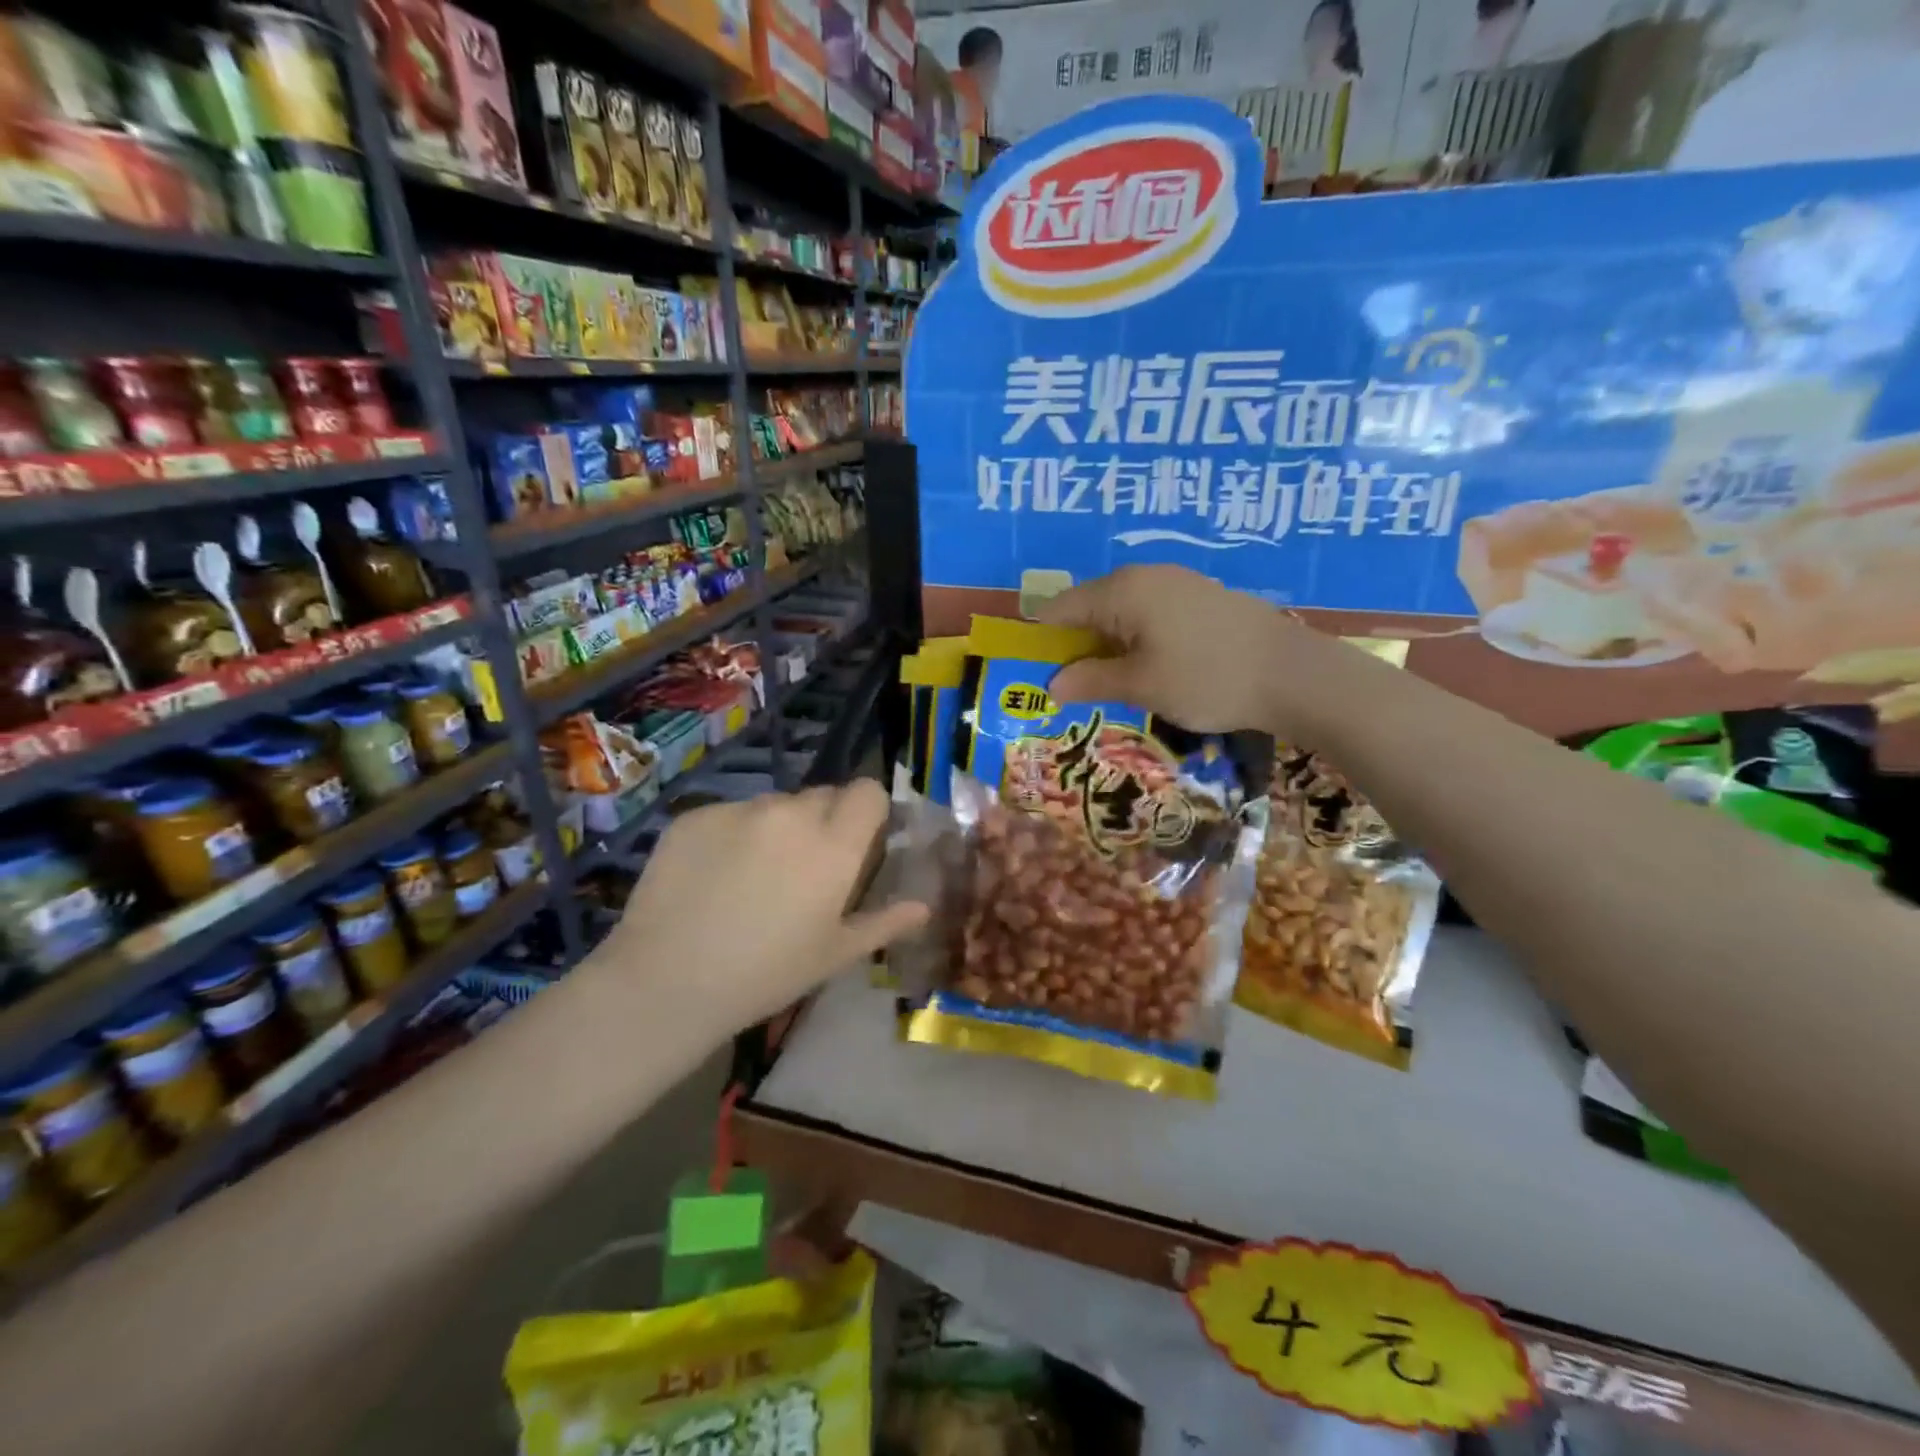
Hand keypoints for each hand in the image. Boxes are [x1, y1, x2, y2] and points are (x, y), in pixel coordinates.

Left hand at [603, 781, 928, 1037]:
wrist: (666, 981)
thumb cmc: (765, 974)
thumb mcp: (834, 955)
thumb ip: (885, 922)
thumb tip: (923, 906)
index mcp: (833, 845)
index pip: (867, 791)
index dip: (868, 810)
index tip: (858, 840)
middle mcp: (791, 814)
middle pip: (822, 796)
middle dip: (823, 822)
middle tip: (804, 869)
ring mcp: (739, 810)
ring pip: (774, 805)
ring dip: (777, 828)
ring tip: (752, 877)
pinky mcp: (695, 815)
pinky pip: (730, 814)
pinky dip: (732, 835)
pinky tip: (713, 878)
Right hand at [1040, 564, 1348, 735]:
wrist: (1295, 675)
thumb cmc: (1207, 678)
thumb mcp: (1141, 686)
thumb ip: (1091, 681)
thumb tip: (1052, 684)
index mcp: (1122, 590)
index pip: (1060, 608)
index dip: (1041, 640)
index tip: (1031, 673)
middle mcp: (1146, 576)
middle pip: (1090, 607)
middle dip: (1074, 645)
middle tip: (1068, 686)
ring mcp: (1178, 583)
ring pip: (1122, 612)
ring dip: (1106, 645)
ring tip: (1105, 683)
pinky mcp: (1202, 597)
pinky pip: (1151, 614)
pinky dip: (1136, 639)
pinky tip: (1146, 668)